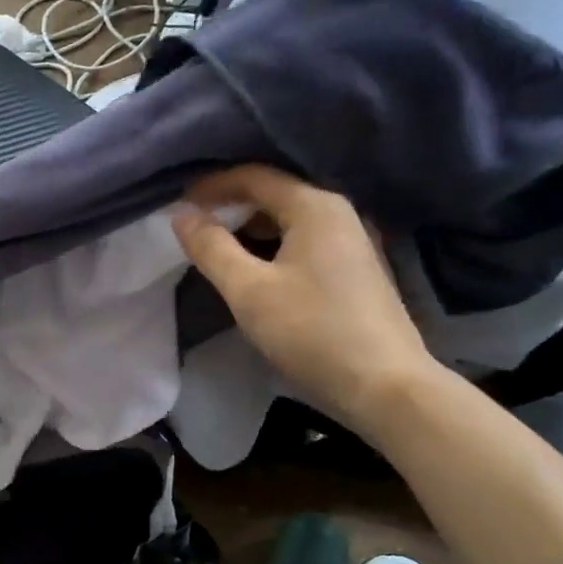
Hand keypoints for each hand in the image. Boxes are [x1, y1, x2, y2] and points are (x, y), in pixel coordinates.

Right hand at [172, 165, 443, 433]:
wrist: (384, 386)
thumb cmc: (312, 332)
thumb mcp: (249, 291)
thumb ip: (212, 249)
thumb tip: (181, 214)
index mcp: (315, 207)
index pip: (255, 177)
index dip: (212, 186)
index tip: (178, 203)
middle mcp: (339, 214)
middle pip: (274, 195)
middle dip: (230, 207)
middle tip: (192, 228)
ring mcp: (352, 243)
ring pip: (289, 222)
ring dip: (249, 231)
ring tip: (215, 250)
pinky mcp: (355, 271)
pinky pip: (303, 244)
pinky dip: (271, 248)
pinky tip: (253, 272)